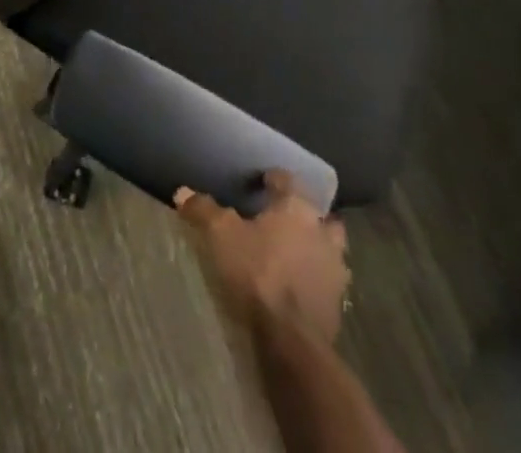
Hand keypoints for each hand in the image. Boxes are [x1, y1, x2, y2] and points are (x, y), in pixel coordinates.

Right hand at [176, 172, 349, 343]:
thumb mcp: (221, 236)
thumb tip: (182, 191)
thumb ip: (204, 211)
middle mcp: (322, 231)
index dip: (273, 179)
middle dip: (306, 215)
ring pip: (330, 248)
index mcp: (297, 207)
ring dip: (317, 247)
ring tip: (296, 254)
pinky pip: (329, 281)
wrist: (293, 340)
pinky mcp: (338, 303)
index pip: (287, 180)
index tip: (261, 182)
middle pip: (319, 214)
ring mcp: (335, 269)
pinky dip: (317, 279)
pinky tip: (301, 287)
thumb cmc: (258, 274)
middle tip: (285, 219)